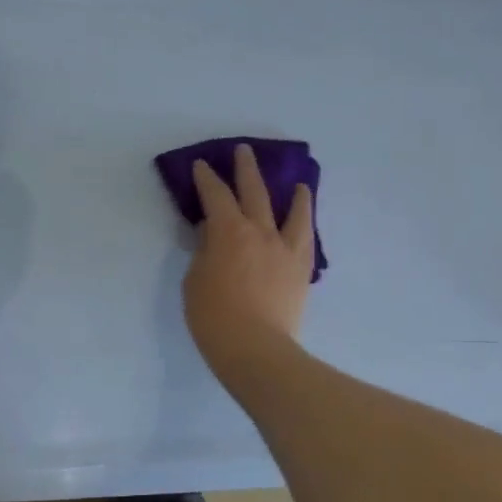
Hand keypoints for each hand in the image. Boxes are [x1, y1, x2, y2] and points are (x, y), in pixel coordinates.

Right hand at [183, 143, 314, 369]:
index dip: (207, 179)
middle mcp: (260, 231)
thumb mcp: (195, 279)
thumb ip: (205, 251)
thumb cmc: (214, 316)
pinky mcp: (301, 269)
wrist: (256, 349)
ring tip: (298, 184)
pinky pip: (306, 238)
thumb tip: (212, 233)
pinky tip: (305, 221)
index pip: (216, 196)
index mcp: (228, 231)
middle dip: (246, 169)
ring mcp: (285, 249)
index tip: (202, 166)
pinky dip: (305, 223)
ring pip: (292, 212)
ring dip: (293, 194)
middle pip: (254, 192)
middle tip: (243, 151)